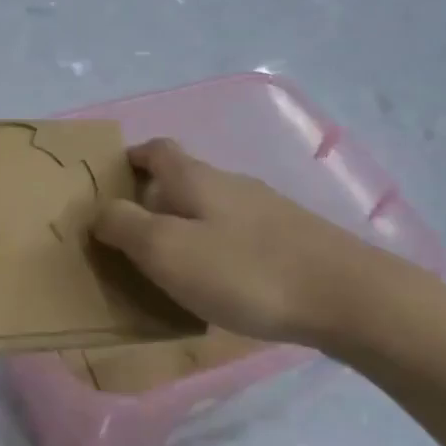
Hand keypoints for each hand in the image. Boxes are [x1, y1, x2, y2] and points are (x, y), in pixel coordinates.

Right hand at [91, 138, 432, 361]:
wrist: (346, 296)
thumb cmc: (244, 271)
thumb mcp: (167, 250)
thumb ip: (124, 226)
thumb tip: (99, 209)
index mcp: (195, 178)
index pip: (157, 149)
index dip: (131, 158)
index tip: (110, 183)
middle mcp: (230, 183)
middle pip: (183, 179)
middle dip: (153, 201)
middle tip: (131, 240)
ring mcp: (265, 210)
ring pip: (211, 208)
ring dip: (185, 227)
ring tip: (170, 267)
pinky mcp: (290, 239)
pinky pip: (236, 235)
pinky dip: (215, 248)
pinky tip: (219, 283)